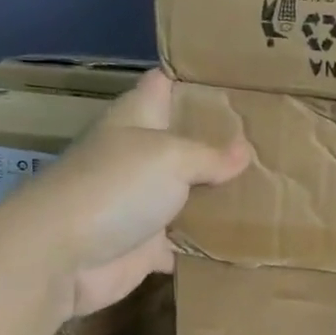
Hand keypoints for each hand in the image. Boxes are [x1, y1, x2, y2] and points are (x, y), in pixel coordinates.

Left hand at [17, 70, 249, 317]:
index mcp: (137, 119)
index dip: (197, 77)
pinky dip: (211, 243)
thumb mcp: (171, 156)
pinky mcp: (147, 245)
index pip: (166, 83)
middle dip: (223, 140)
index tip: (240, 78)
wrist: (62, 256)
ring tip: (273, 185)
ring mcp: (143, 202)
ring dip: (221, 193)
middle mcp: (140, 156)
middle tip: (272, 137)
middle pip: (185, 141)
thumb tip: (244, 152)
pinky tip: (248, 238)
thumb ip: (210, 155)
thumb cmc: (114, 187)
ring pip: (190, 193)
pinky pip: (187, 242)